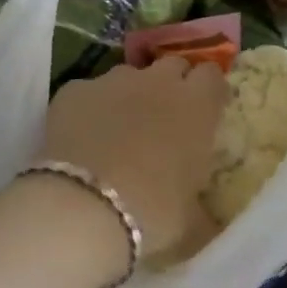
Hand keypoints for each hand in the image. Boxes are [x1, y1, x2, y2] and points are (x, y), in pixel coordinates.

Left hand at [40, 59, 227, 262]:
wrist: (83, 207)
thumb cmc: (153, 212)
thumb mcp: (191, 218)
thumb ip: (202, 208)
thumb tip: (209, 222)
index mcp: (197, 105)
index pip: (212, 75)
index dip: (208, 90)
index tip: (206, 110)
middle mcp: (159, 82)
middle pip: (172, 65)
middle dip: (172, 84)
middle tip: (165, 117)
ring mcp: (114, 81)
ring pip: (129, 75)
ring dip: (130, 94)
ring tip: (119, 129)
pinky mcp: (75, 90)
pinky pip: (88, 92)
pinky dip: (89, 108)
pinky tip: (81, 138)